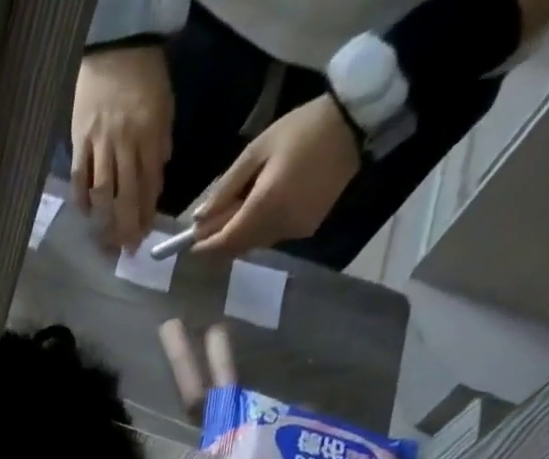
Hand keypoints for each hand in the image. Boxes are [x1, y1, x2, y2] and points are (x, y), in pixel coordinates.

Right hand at [71, 44, 173, 253]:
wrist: (116, 48)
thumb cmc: (144, 79)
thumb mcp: (164, 110)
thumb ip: (159, 148)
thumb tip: (153, 184)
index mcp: (148, 137)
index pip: (147, 186)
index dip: (145, 215)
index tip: (143, 238)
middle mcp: (123, 146)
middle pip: (123, 197)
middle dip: (124, 228)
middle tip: (124, 252)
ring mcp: (98, 146)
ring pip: (100, 194)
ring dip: (103, 222)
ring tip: (105, 242)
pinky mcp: (78, 143)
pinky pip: (79, 179)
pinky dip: (81, 201)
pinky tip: (85, 215)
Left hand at [191, 94, 360, 257]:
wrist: (358, 122)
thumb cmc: (303, 129)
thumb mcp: (257, 151)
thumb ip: (225, 188)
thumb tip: (200, 218)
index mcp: (264, 207)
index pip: (224, 242)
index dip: (205, 247)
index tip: (189, 244)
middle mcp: (278, 226)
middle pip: (238, 246)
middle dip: (220, 239)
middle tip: (210, 221)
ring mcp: (295, 230)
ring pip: (254, 244)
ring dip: (240, 233)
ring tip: (238, 206)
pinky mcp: (307, 228)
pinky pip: (273, 237)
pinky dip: (260, 228)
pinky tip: (263, 205)